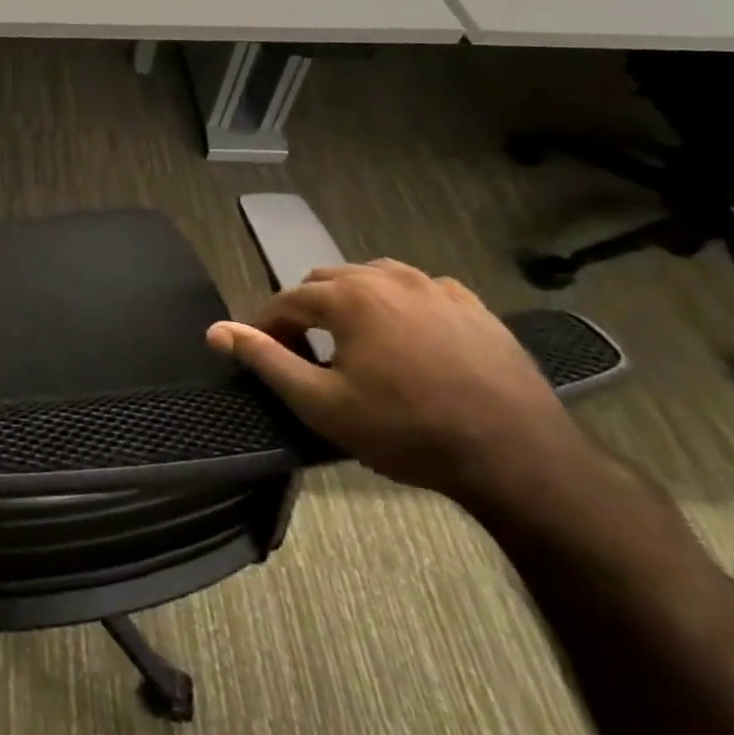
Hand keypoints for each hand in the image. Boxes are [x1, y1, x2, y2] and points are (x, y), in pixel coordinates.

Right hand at [207, 260, 592, 506]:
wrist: (518, 457)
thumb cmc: (407, 430)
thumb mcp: (321, 404)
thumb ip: (264, 360)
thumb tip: (215, 330)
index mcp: (349, 296)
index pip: (287, 300)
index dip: (267, 326)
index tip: (263, 355)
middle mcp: (388, 277)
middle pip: (327, 281)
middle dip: (308, 311)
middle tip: (307, 354)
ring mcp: (436, 287)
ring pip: (373, 278)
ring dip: (352, 302)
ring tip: (354, 343)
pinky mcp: (474, 306)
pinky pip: (420, 290)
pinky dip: (399, 305)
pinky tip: (408, 338)